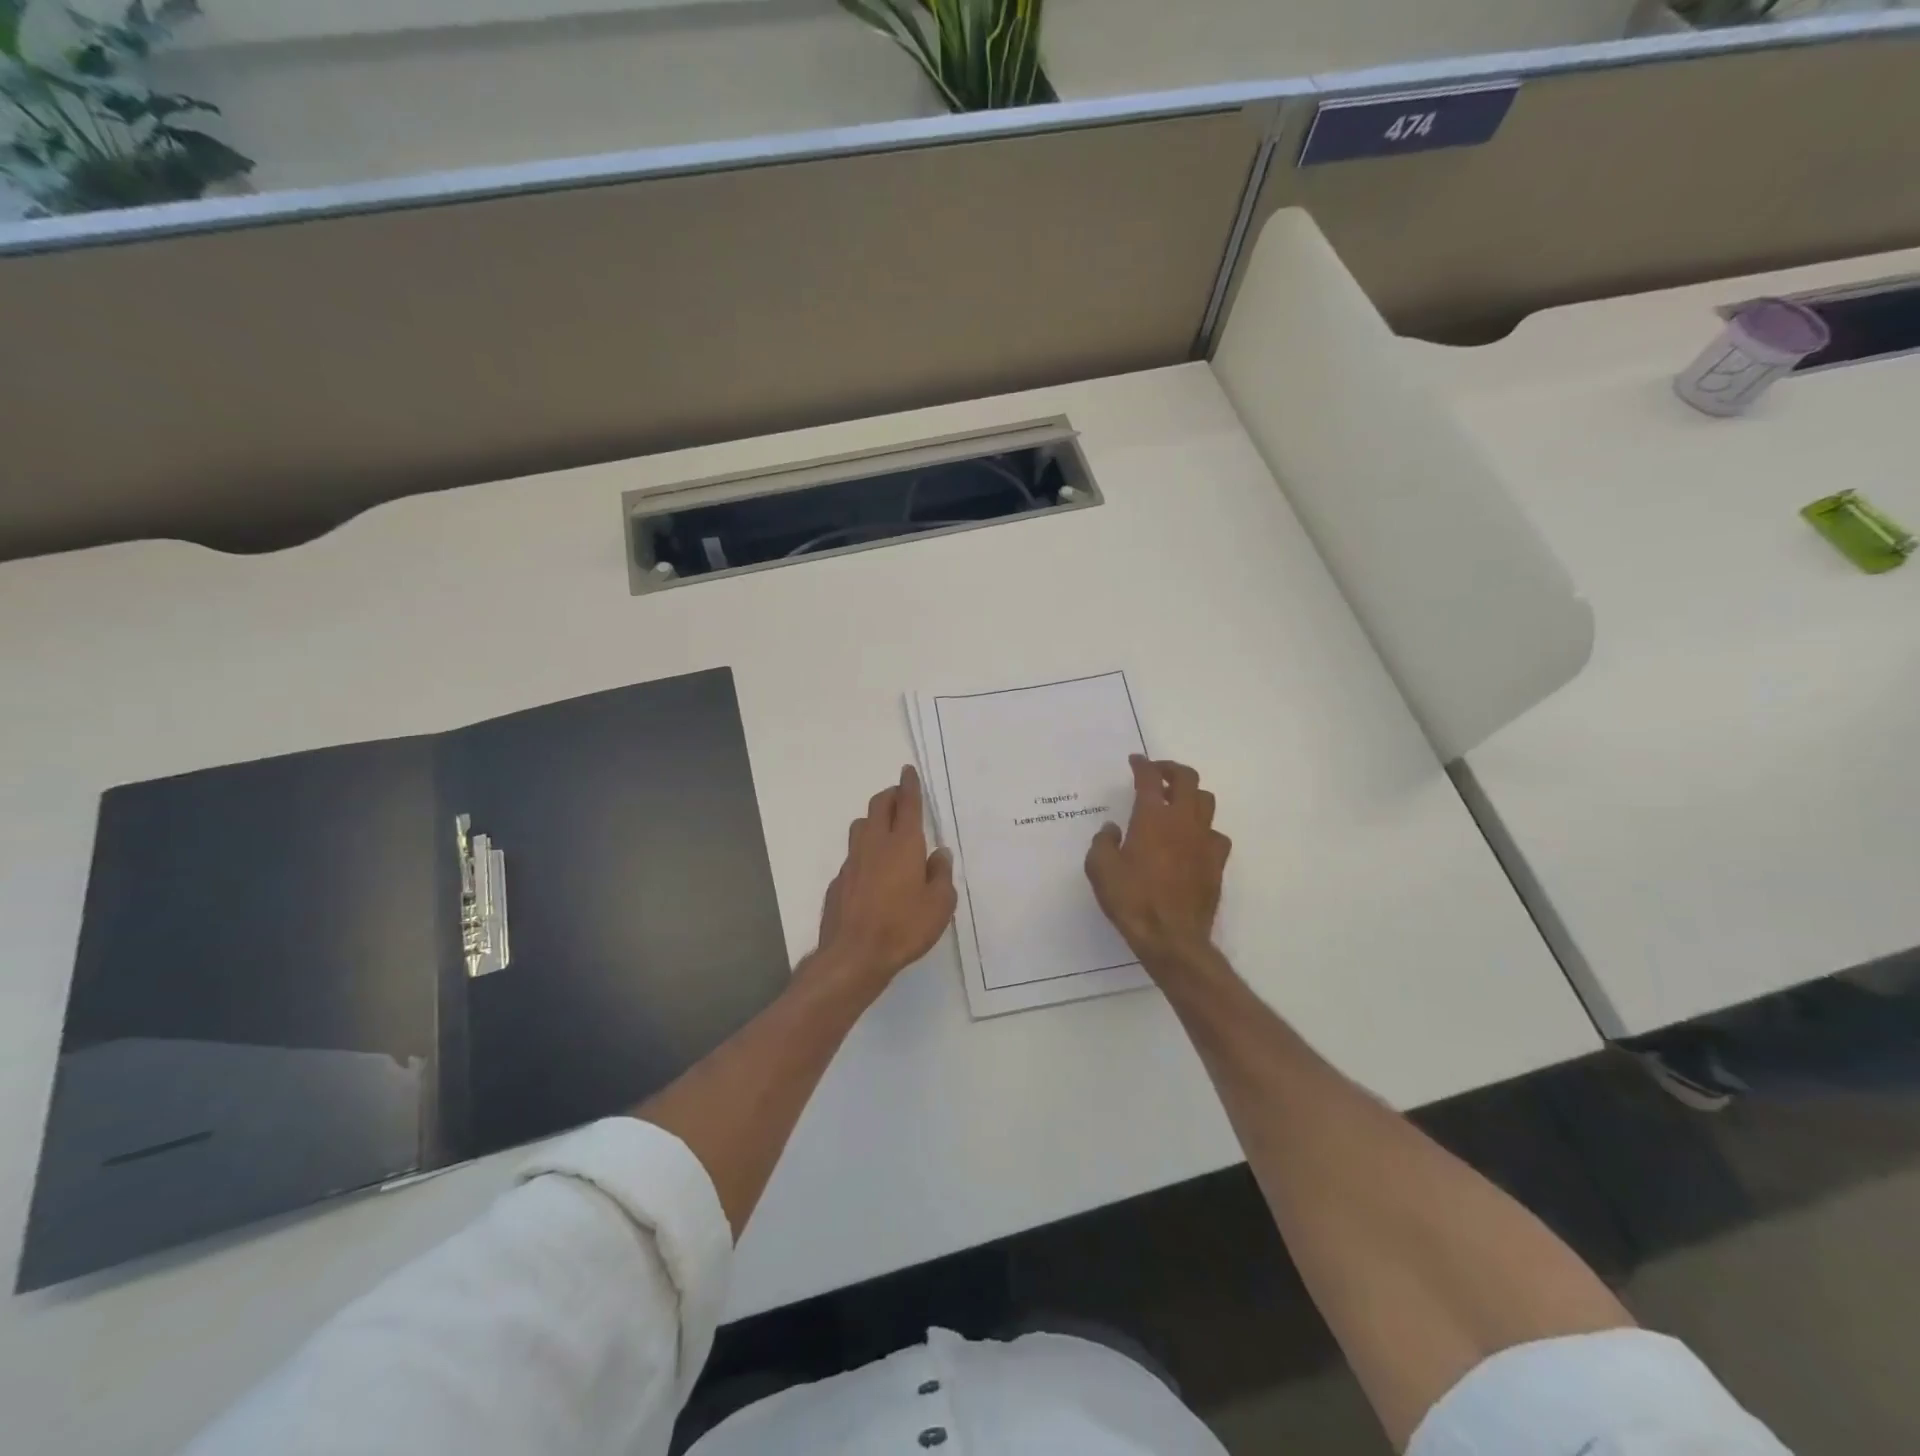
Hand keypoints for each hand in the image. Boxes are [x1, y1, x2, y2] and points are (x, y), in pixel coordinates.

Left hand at [813, 765, 956, 997]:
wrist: (854, 955)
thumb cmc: (904, 927)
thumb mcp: (940, 905)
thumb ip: (941, 874)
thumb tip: (939, 854)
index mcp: (903, 844)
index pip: (907, 803)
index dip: (909, 785)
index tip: (908, 770)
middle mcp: (874, 844)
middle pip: (878, 805)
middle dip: (890, 795)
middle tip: (900, 796)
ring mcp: (852, 861)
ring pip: (861, 826)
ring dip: (874, 818)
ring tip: (886, 828)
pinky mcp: (839, 881)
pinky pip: (853, 854)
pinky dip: (864, 851)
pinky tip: (872, 870)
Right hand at [1085, 756, 1231, 971]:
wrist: (1172, 937)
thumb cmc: (1132, 899)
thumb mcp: (1100, 869)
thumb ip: (1103, 842)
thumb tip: (1112, 829)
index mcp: (1152, 817)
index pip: (1149, 778)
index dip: (1142, 765)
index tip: (1135, 761)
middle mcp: (1183, 821)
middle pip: (1187, 778)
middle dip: (1171, 769)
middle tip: (1158, 773)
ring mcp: (1204, 840)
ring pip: (1206, 801)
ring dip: (1190, 795)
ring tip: (1176, 803)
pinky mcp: (1217, 862)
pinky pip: (1216, 834)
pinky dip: (1204, 829)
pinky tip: (1192, 840)